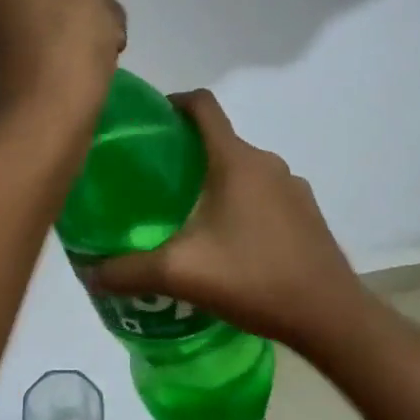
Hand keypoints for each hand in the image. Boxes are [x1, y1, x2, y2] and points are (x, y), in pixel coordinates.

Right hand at [85, 90, 363, 350]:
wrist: (331, 316)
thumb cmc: (254, 278)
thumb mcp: (181, 274)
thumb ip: (129, 270)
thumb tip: (89, 271)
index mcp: (236, 160)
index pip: (202, 105)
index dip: (171, 102)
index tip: (146, 123)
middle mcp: (266, 162)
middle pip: (218, 140)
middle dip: (184, 153)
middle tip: (152, 183)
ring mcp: (292, 187)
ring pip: (241, 169)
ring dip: (212, 181)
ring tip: (184, 216)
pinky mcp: (306, 212)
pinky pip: (263, 193)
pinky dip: (239, 202)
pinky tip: (226, 242)